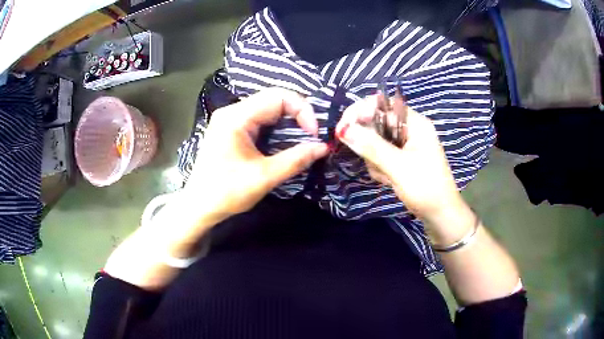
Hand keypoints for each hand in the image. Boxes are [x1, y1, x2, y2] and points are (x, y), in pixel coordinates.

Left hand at [185, 88, 328, 221]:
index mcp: (235, 117)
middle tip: (312, 134)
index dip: (302, 110)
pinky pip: (260, 118)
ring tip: (303, 137)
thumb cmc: (226, 193)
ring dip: (288, 120)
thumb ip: (296, 159)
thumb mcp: (264, 177)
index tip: (314, 134)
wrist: (199, 206)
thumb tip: (323, 147)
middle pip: (273, 98)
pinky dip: (277, 126)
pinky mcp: (231, 129)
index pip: (278, 97)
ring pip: (267, 107)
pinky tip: (285, 139)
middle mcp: (231, 111)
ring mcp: (230, 119)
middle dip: (298, 114)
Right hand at [335, 95, 466, 224]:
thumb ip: (371, 146)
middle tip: (373, 163)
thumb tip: (343, 130)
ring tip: (387, 176)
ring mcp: (405, 145)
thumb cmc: (426, 188)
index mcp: (415, 123)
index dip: (360, 111)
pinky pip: (380, 156)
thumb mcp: (398, 167)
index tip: (343, 128)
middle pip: (376, 123)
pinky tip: (388, 181)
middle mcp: (409, 130)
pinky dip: (379, 168)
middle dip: (369, 144)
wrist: (440, 215)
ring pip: (375, 142)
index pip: (382, 104)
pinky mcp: (401, 159)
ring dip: (374, 160)